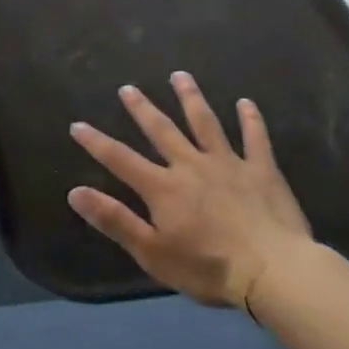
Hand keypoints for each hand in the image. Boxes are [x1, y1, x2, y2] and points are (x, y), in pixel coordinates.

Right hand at [67, 71, 315, 312]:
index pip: (120, 159)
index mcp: (162, 187)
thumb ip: (114, 219)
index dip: (96, 142)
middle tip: (128, 88)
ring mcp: (229, 164)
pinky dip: (250, 120)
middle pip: (162, 131)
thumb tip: (75, 192)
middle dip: (142, 109)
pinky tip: (246, 103)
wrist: (274, 271)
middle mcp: (191, 165)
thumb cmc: (207, 267)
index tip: (77, 125)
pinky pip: (255, 139)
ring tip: (180, 76)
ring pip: (205, 123)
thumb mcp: (151, 252)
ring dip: (191, 98)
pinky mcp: (262, 171)